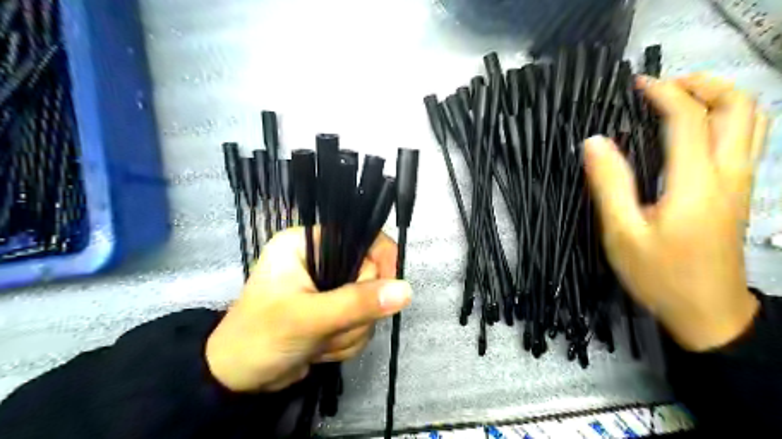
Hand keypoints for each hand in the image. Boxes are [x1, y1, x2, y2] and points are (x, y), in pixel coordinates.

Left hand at [204, 228, 410, 391]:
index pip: (359, 237)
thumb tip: (406, 290)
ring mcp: (327, 286)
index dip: (381, 260)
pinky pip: (361, 320)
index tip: (390, 290)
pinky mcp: (333, 309)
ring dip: (351, 330)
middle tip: (331, 327)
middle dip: (357, 310)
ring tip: (320, 341)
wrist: (237, 380)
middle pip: (369, 274)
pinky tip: (321, 349)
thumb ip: (356, 303)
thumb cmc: (260, 337)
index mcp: (306, 244)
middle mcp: (319, 259)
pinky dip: (347, 340)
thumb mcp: (308, 318)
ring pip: (368, 303)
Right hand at [587, 73, 767, 350]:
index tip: (636, 86)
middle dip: (704, 85)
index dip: (663, 94)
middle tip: (664, 87)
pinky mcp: (740, 194)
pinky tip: (695, 132)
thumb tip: (595, 141)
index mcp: (696, 182)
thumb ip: (610, 184)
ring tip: (681, 100)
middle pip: (739, 107)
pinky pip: (747, 140)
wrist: (708, 313)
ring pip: (753, 121)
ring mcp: (741, 183)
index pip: (689, 119)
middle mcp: (729, 174)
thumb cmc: (660, 275)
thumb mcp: (623, 234)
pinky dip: (726, 120)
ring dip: (721, 99)